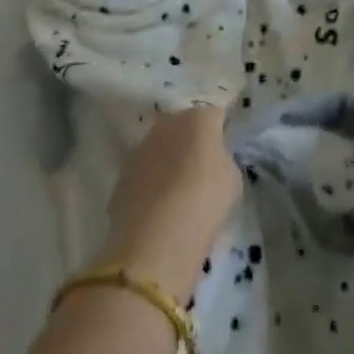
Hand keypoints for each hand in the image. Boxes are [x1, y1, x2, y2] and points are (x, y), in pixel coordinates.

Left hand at [94, 105, 240, 300]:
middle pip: (185, 125)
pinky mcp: (122, 174)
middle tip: (203, 165)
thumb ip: (223, 159)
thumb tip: (213, 159)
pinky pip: (145, 171)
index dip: (221, 126)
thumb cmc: (204, 203)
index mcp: (199, 118)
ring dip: (169, 160)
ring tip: (179, 189)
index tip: (226, 142)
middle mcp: (167, 123)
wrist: (155, 241)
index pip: (215, 112)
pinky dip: (152, 182)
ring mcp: (141, 147)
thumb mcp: (231, 180)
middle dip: (193, 140)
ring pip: (161, 147)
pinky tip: (159, 206)